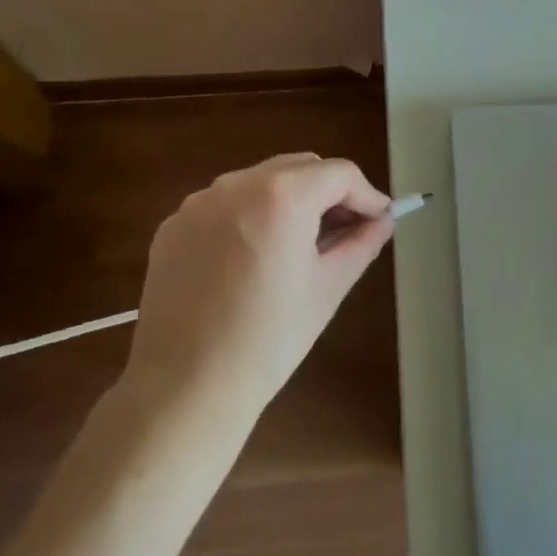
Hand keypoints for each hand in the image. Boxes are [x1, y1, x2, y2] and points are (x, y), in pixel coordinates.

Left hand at [123, 153, 392, 421]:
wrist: (184, 388)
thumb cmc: (268, 340)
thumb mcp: (327, 289)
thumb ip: (361, 243)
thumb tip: (382, 220)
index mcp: (282, 196)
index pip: (339, 173)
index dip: (366, 194)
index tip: (379, 218)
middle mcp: (238, 184)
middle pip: (299, 167)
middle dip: (328, 191)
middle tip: (344, 230)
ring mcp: (199, 202)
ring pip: (261, 180)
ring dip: (288, 199)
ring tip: (297, 245)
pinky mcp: (173, 225)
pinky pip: (225, 204)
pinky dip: (249, 215)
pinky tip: (250, 258)